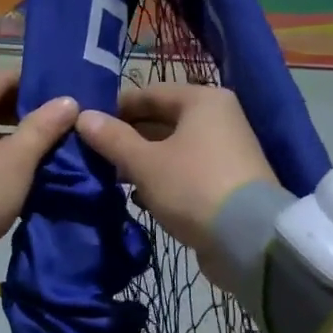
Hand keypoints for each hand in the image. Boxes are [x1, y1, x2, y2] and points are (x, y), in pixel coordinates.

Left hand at [0, 69, 78, 266]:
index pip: (3, 77)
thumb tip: (69, 102)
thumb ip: (44, 126)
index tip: (66, 93)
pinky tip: (24, 167)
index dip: (36, 83)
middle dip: (27, 111)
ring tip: (51, 145)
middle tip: (64, 121)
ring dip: (14, 135)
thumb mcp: (19, 158)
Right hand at [74, 84, 277, 267]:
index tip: (86, 126)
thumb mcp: (145, 163)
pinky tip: (138, 197)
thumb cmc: (193, 187)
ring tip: (111, 177)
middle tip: (94, 154)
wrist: (250, 239)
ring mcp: (226, 150)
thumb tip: (82, 116)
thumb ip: (112, 138)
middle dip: (128, 137)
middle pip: (162, 120)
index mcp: (202, 100)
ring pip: (172, 148)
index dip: (115, 108)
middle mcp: (218, 118)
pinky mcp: (227, 180)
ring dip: (142, 161)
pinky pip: (185, 170)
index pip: (148, 93)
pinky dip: (162, 179)